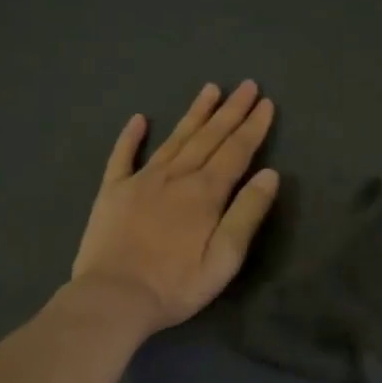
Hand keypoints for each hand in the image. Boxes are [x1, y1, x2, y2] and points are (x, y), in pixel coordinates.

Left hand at [70, 81, 279, 332]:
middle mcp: (175, 177)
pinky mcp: (112, 192)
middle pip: (208, 137)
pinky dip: (131, 136)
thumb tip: (269, 174)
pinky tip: (139, 119)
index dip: (253, 127)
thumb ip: (247, 214)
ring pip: (174, 139)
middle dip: (230, 111)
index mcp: (205, 193)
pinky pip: (122, 156)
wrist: (113, 297)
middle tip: (246, 84)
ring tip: (209, 90)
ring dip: (194, 114)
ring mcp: (140, 181)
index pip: (236, 151)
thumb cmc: (176, 285)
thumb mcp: (224, 258)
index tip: (265, 103)